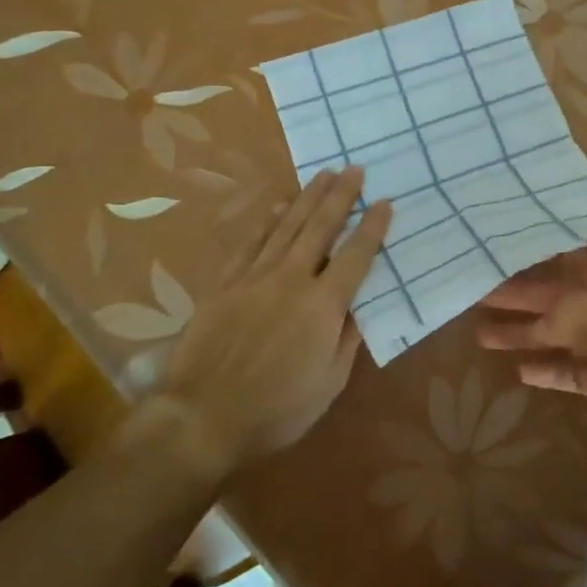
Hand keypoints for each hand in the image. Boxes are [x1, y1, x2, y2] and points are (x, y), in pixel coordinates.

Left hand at [131, 166, 391, 476]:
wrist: (202, 417)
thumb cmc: (275, 410)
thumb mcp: (328, 385)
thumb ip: (346, 340)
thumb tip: (357, 308)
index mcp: (323, 305)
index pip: (356, 256)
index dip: (373, 228)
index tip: (385, 202)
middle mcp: (292, 279)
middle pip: (321, 227)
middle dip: (341, 196)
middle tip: (355, 168)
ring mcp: (256, 277)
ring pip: (287, 226)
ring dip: (308, 198)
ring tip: (324, 174)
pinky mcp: (226, 284)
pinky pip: (250, 243)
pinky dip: (265, 222)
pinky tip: (276, 206)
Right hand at [475, 242, 586, 476]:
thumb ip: (565, 309)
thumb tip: (538, 323)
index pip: (574, 252)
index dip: (539, 251)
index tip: (501, 248)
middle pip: (560, 292)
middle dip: (520, 294)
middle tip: (478, 290)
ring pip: (560, 331)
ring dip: (524, 332)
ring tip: (481, 333)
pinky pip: (572, 369)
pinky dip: (548, 368)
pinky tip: (520, 369)